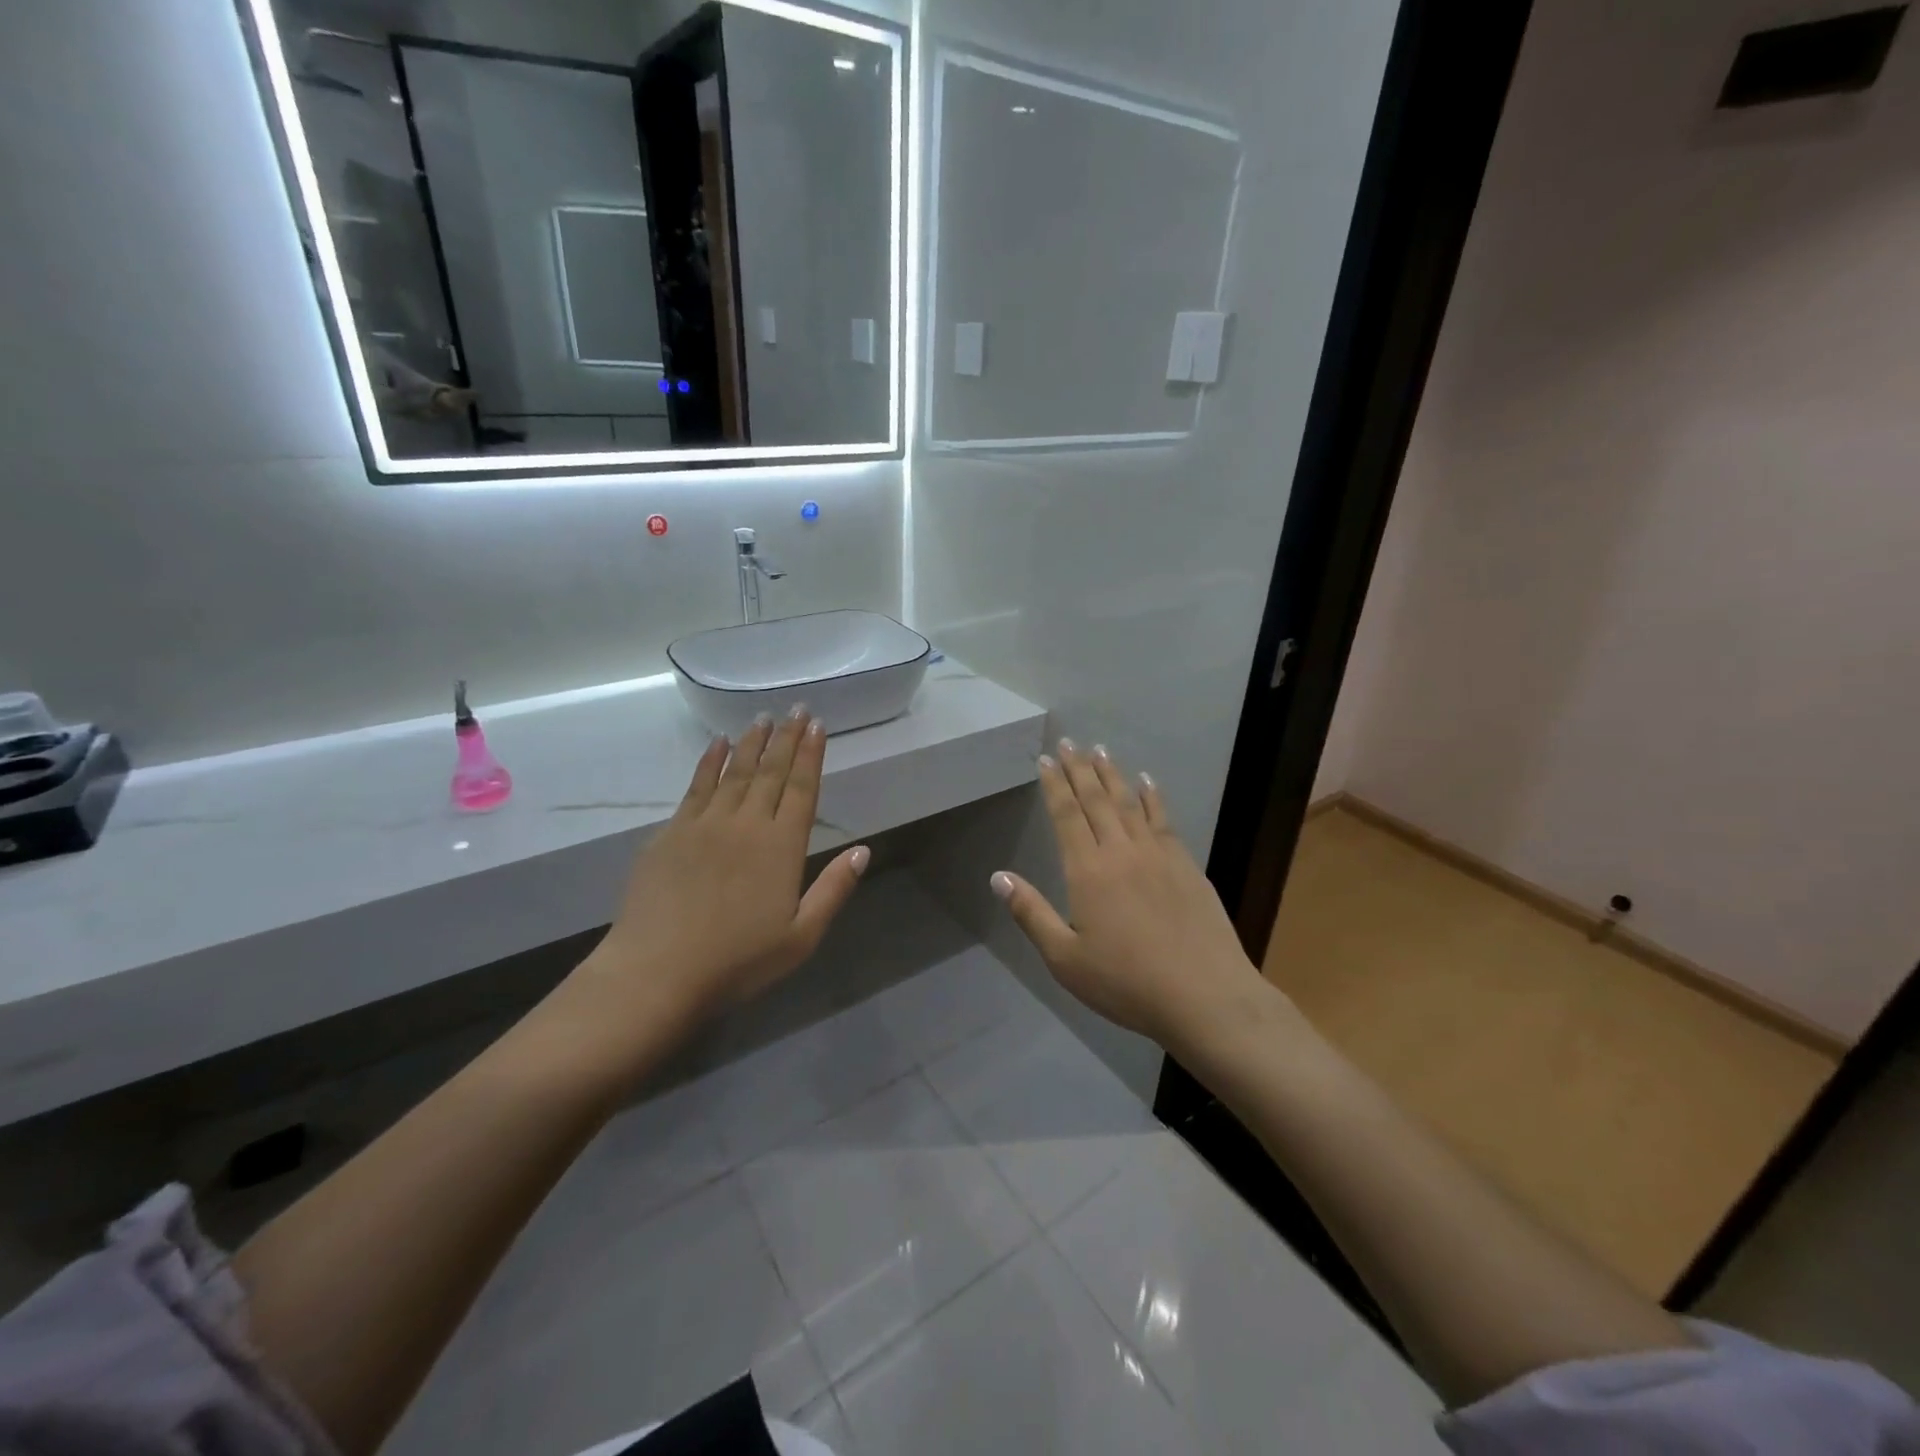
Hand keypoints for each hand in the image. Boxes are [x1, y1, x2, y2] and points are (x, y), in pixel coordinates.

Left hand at [567, 710, 869, 1056]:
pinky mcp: (671, 832)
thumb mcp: (801, 937)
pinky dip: (709, 762)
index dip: (811, 755)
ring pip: (735, 772)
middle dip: (786, 738)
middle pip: (771, 772)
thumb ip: (834, 890)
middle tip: (796, 709)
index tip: (817, 725)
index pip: (801, 789)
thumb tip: (863, 850)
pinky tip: (717, 744)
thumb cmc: (738, 961)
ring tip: (763, 718)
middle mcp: (746, 824)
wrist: (657, 971)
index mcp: (781, 847)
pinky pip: (696, 786)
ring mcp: (705, 824)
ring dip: (751, 742)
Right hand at [992, 740, 1266, 1051]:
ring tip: (1100, 750)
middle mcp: (1121, 851)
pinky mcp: (1186, 864)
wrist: (1204, 996)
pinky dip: (1152, 796)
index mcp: (1088, 871)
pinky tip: (1147, 782)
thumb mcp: (1065, 959)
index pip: (1066, 815)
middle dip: (1080, 769)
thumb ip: (1031, 914)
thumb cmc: (1126, 983)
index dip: (1054, 785)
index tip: (1045, 760)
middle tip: (1069, 743)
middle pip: (1096, 800)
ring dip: (1112, 774)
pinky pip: (1163, 819)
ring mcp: (1157, 854)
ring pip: (1129, 803)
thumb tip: (998, 877)